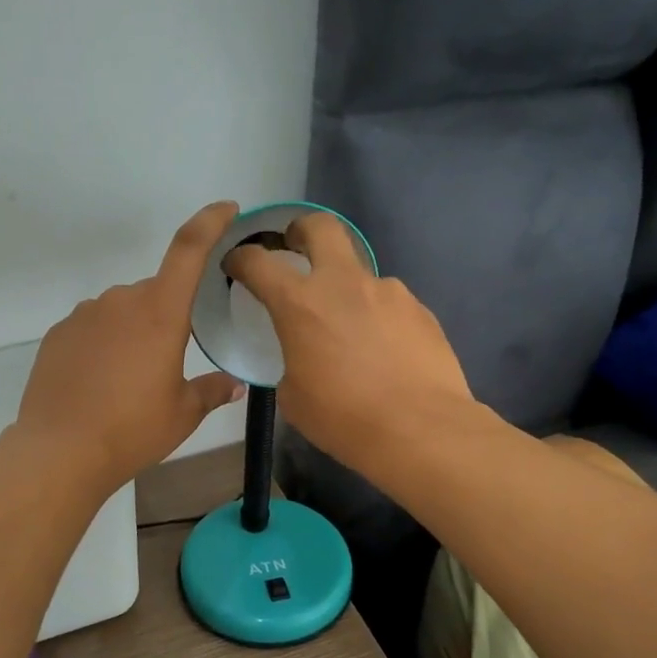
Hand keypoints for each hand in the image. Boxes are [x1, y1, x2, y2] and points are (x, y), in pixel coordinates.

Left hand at [14, 202, 246, 492]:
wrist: (60, 451)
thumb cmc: (132, 430)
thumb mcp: (183, 414)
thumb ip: (212, 391)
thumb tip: (234, 384)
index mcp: (160, 312)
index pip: (188, 249)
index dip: (210, 222)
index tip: (226, 209)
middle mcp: (121, 301)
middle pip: (155, 292)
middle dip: (167, 316)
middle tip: (168, 363)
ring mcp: (85, 314)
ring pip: (122, 311)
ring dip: (133, 331)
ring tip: (130, 380)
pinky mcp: (58, 333)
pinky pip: (93, 327)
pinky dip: (103, 344)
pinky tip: (100, 382)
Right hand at [224, 213, 473, 470]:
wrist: (420, 430)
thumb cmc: (343, 418)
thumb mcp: (293, 396)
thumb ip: (293, 360)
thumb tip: (306, 355)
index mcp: (300, 303)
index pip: (258, 262)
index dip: (241, 258)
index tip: (236, 264)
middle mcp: (344, 284)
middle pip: (321, 227)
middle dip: (302, 230)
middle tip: (296, 247)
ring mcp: (388, 292)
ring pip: (360, 274)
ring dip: (347, 291)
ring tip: (351, 332)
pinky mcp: (419, 310)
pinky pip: (389, 304)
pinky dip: (377, 318)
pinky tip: (384, 352)